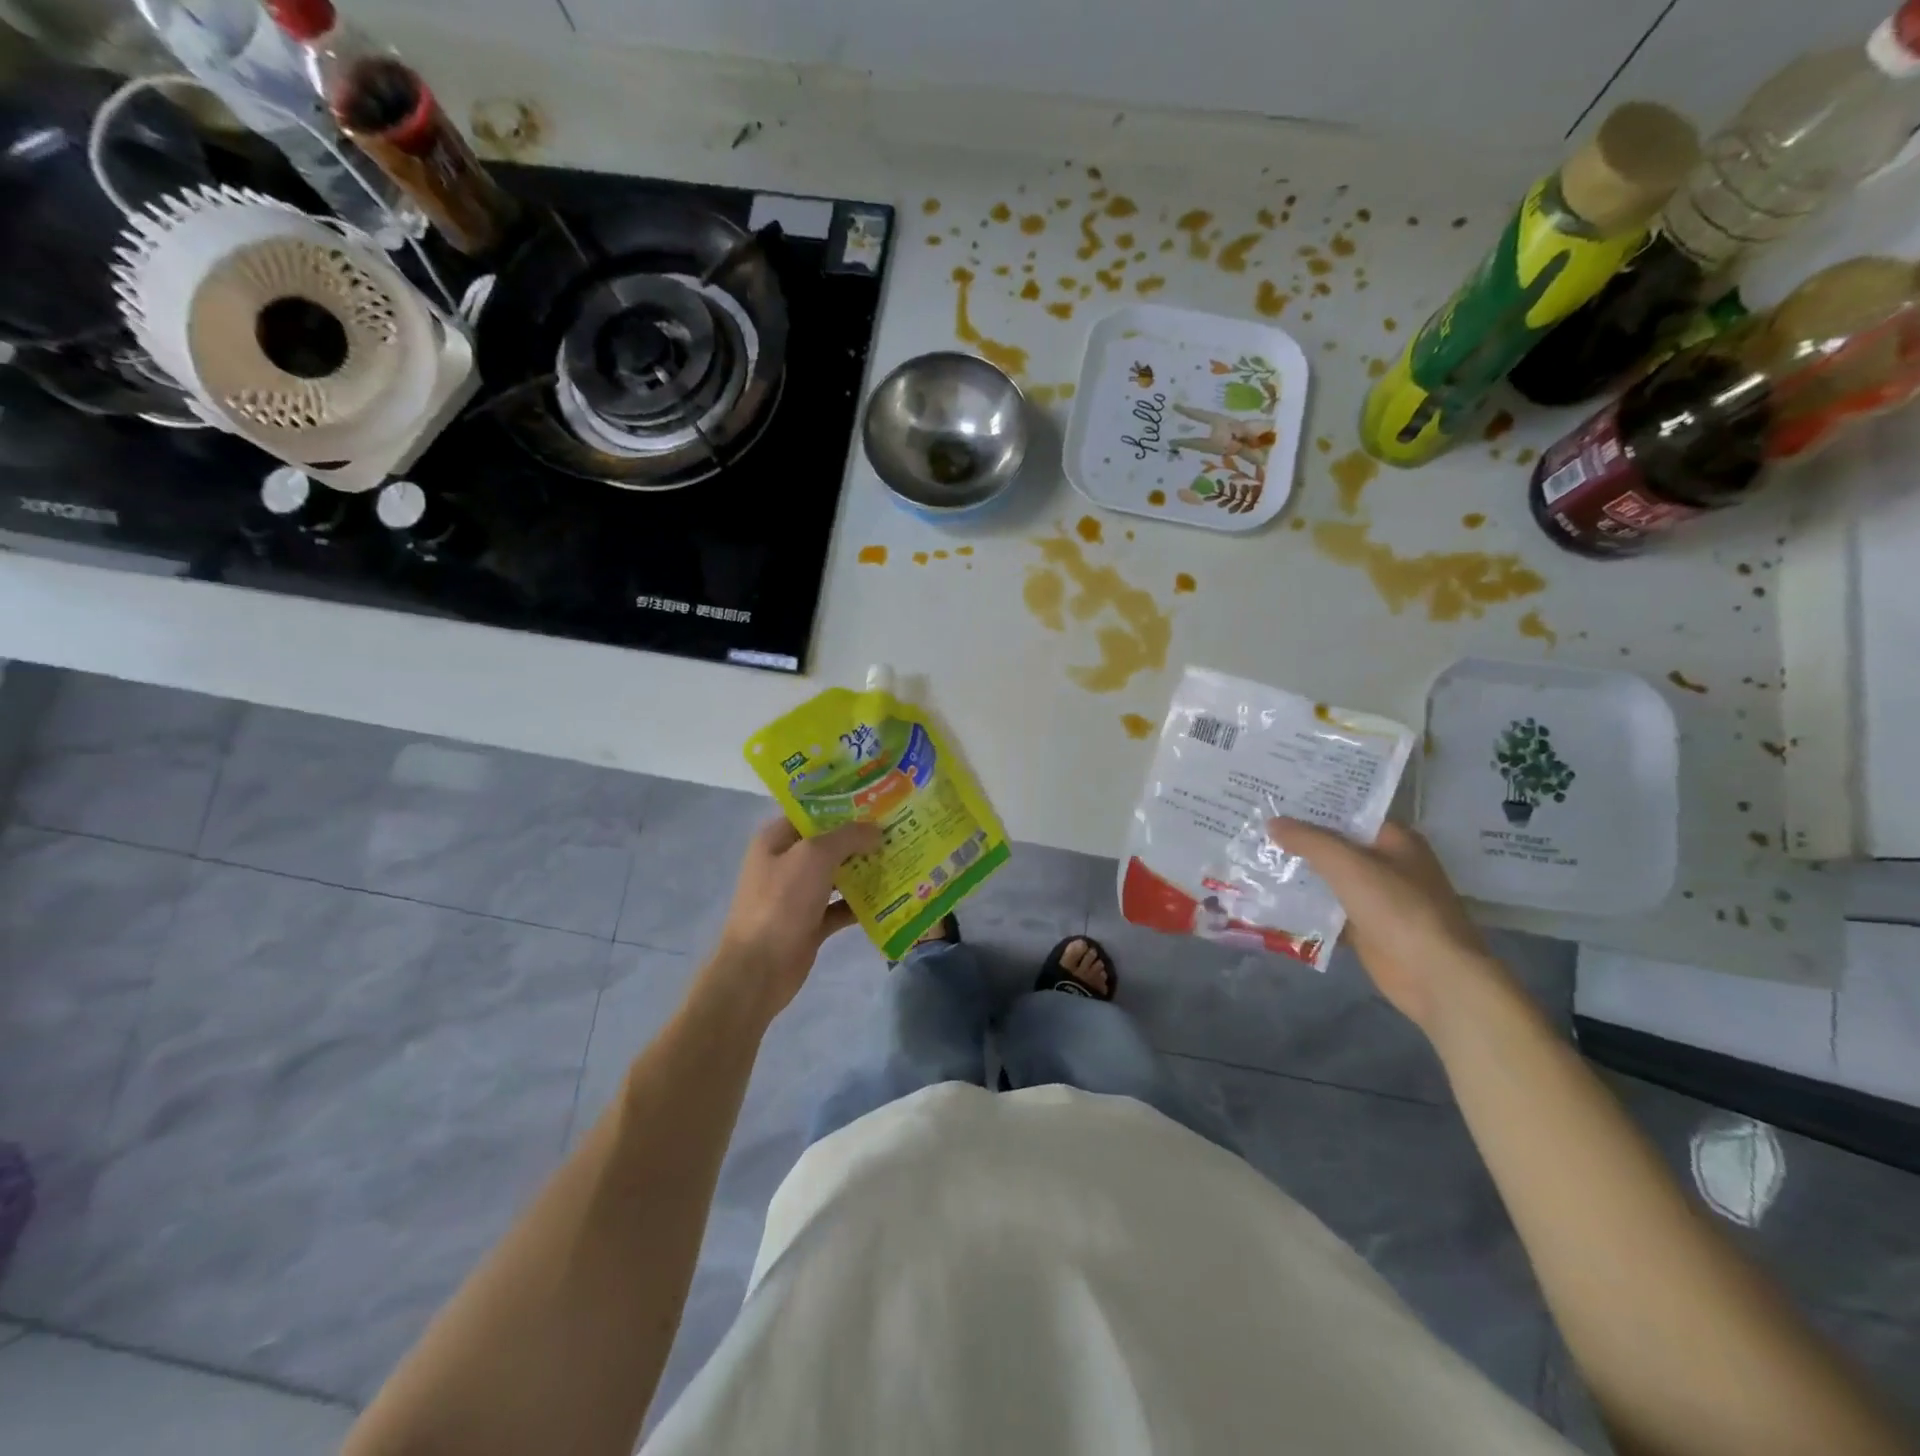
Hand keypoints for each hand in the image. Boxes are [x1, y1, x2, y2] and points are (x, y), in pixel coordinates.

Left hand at [709, 816, 881, 1020]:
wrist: (759, 969)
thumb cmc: (781, 902)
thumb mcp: (814, 856)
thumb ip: (847, 837)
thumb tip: (875, 830)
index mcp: (777, 839)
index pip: (812, 811)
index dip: (844, 804)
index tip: (879, 800)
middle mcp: (787, 862)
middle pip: (830, 843)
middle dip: (862, 837)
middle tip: (899, 828)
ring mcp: (799, 894)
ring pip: (839, 874)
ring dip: (866, 869)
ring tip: (902, 857)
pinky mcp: (812, 922)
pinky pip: (843, 906)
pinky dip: (863, 903)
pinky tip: (892, 896)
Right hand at [1267, 817, 1509, 1036]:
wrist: (1433, 975)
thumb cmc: (1397, 908)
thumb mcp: (1348, 865)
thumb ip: (1309, 841)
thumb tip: (1272, 821)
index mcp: (1395, 840)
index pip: (1349, 812)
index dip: (1313, 805)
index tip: (1275, 798)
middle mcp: (1387, 864)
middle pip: (1336, 845)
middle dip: (1299, 839)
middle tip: (1255, 825)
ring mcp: (1377, 898)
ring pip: (1329, 878)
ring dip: (1298, 873)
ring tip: (1254, 857)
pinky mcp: (1365, 928)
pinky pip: (1328, 909)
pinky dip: (1305, 906)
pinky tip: (1271, 898)